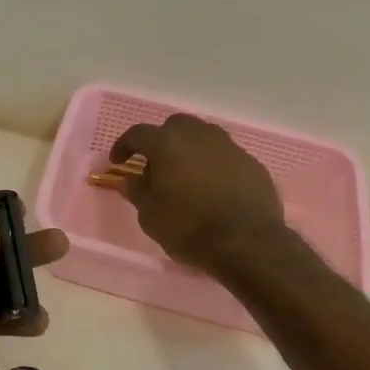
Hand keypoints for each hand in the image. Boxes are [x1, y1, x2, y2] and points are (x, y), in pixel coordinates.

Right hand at [110, 114, 284, 273]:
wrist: (248, 243)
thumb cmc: (189, 229)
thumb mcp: (151, 216)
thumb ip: (137, 191)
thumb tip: (127, 179)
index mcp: (167, 144)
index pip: (137, 133)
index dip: (124, 146)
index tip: (118, 162)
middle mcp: (198, 135)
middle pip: (174, 126)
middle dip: (161, 141)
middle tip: (156, 165)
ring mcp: (228, 146)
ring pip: (202, 136)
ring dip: (189, 149)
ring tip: (185, 175)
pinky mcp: (250, 161)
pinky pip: (224, 155)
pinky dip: (213, 164)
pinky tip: (213, 187)